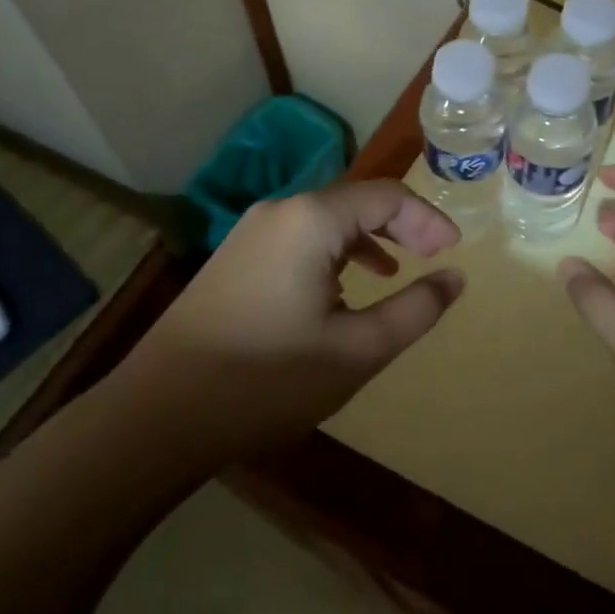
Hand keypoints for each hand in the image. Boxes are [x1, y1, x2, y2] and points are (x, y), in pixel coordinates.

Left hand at [120, 181, 464, 458]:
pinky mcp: (235, 258)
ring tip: (396, 271)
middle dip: (401, 225)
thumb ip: (415, 309)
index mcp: (310, 220)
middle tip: (433, 257)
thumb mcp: (358, 350)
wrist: (159, 416)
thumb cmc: (268, 380)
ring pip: (327, 220)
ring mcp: (251, 233)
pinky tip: (342, 289)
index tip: (454, 252)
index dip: (428, 219)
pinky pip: (300, 239)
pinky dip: (335, 253)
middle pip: (356, 201)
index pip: (386, 196)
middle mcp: (280, 211)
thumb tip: (455, 278)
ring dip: (368, 238)